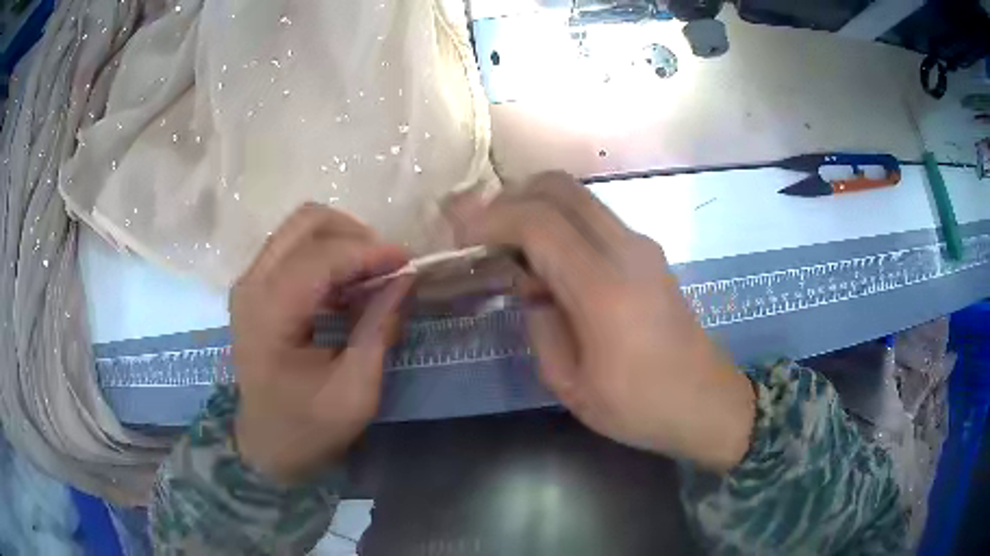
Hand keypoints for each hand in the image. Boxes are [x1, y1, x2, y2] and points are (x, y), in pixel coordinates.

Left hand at [230, 203, 412, 483]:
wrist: (266, 444)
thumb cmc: (309, 426)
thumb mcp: (356, 390)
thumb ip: (380, 328)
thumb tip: (407, 278)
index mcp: (269, 314)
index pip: (321, 257)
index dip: (370, 253)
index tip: (409, 262)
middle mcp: (251, 284)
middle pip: (306, 221)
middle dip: (355, 235)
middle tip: (386, 268)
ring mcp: (249, 282)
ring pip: (300, 228)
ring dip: (342, 243)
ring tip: (371, 278)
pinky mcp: (255, 287)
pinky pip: (295, 248)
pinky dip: (327, 256)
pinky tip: (348, 287)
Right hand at [448, 173, 754, 471]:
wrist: (706, 401)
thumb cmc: (639, 406)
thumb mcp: (570, 383)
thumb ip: (540, 324)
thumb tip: (532, 286)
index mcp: (604, 289)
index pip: (538, 224)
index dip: (491, 219)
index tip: (459, 234)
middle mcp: (626, 251)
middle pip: (559, 188)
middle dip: (509, 198)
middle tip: (480, 230)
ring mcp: (641, 246)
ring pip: (577, 196)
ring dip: (533, 206)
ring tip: (505, 244)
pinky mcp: (648, 252)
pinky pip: (593, 217)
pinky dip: (558, 221)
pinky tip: (545, 259)